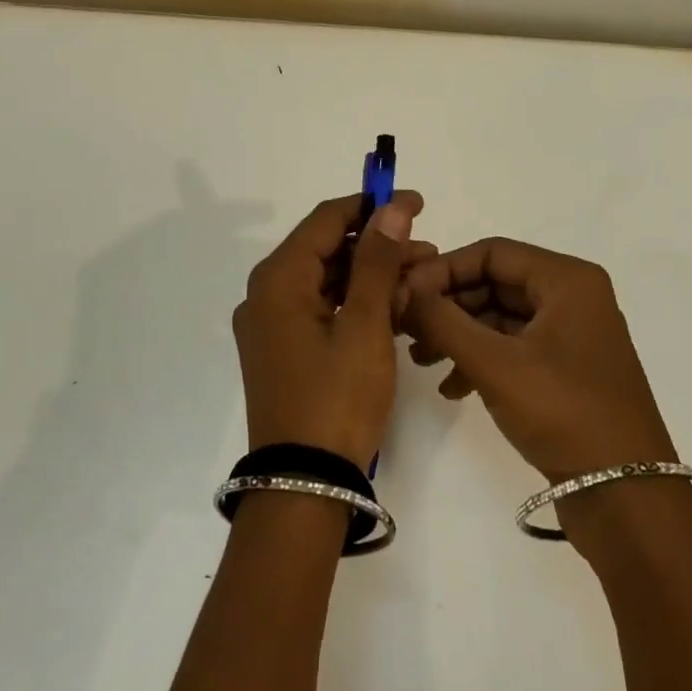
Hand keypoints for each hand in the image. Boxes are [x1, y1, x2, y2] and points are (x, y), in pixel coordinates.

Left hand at [231, 191, 429, 467]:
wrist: (305, 487)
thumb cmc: (337, 398)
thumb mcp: (365, 325)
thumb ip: (378, 261)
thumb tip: (392, 208)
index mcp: (278, 279)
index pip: (326, 219)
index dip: (371, 205)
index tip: (415, 203)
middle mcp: (265, 294)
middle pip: (325, 249)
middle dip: (377, 246)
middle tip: (426, 250)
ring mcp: (271, 325)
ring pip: (326, 280)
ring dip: (370, 276)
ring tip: (420, 279)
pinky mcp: (282, 350)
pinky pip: (320, 309)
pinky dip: (354, 303)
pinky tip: (394, 309)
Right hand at [403, 238, 675, 481]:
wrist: (628, 499)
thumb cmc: (564, 413)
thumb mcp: (495, 363)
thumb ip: (442, 320)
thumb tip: (400, 290)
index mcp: (567, 280)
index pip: (492, 252)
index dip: (443, 269)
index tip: (404, 294)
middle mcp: (572, 297)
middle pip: (494, 282)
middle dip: (448, 305)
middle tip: (406, 329)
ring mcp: (571, 335)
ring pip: (500, 317)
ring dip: (458, 334)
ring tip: (420, 361)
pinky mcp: (566, 370)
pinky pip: (513, 347)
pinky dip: (480, 360)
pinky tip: (450, 388)